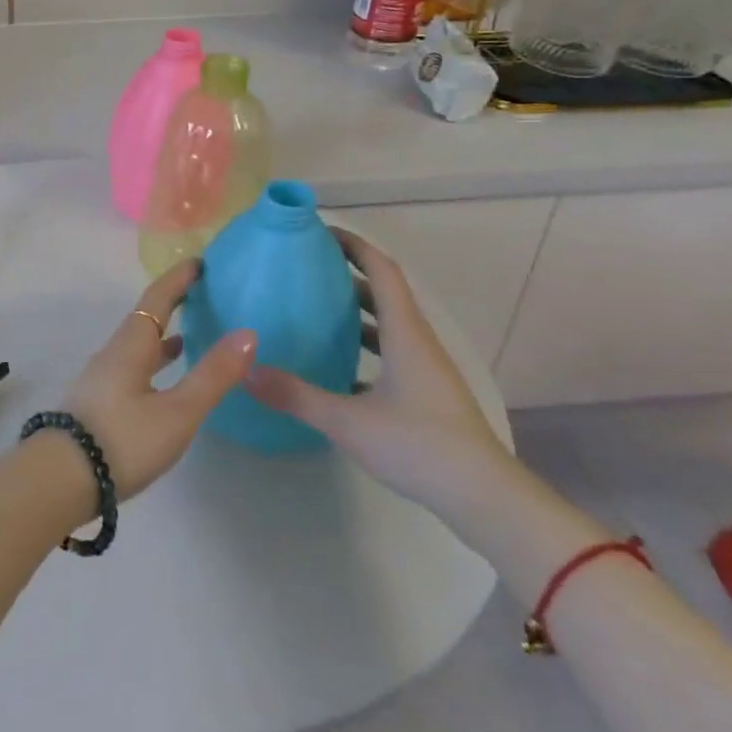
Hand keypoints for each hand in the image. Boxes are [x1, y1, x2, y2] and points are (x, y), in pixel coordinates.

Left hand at [62, 259, 257, 498]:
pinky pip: (133, 366)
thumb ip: (212, 375)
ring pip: (138, 344)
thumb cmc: (123, 439)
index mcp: (131, 345)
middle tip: (201, 293)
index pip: (157, 299)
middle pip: (146, 318)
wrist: (61, 477)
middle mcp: (114, 352)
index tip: (200, 262)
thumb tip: (247, 333)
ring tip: (189, 334)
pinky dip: (154, 361)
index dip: (178, 279)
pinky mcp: (100, 401)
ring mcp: (103, 377)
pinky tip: (163, 379)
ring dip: (162, 334)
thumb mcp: (177, 412)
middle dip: (172, 302)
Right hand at [245, 229, 509, 512]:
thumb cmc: (419, 446)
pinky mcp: (427, 395)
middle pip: (383, 292)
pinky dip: (364, 347)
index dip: (353, 245)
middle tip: (304, 267)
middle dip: (347, 273)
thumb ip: (295, 395)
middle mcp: (418, 342)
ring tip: (314, 309)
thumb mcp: (348, 421)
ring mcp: (425, 370)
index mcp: (404, 333)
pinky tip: (336, 367)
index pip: (381, 270)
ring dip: (355, 310)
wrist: (486, 500)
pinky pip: (391, 353)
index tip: (319, 232)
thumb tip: (246, 370)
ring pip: (388, 324)